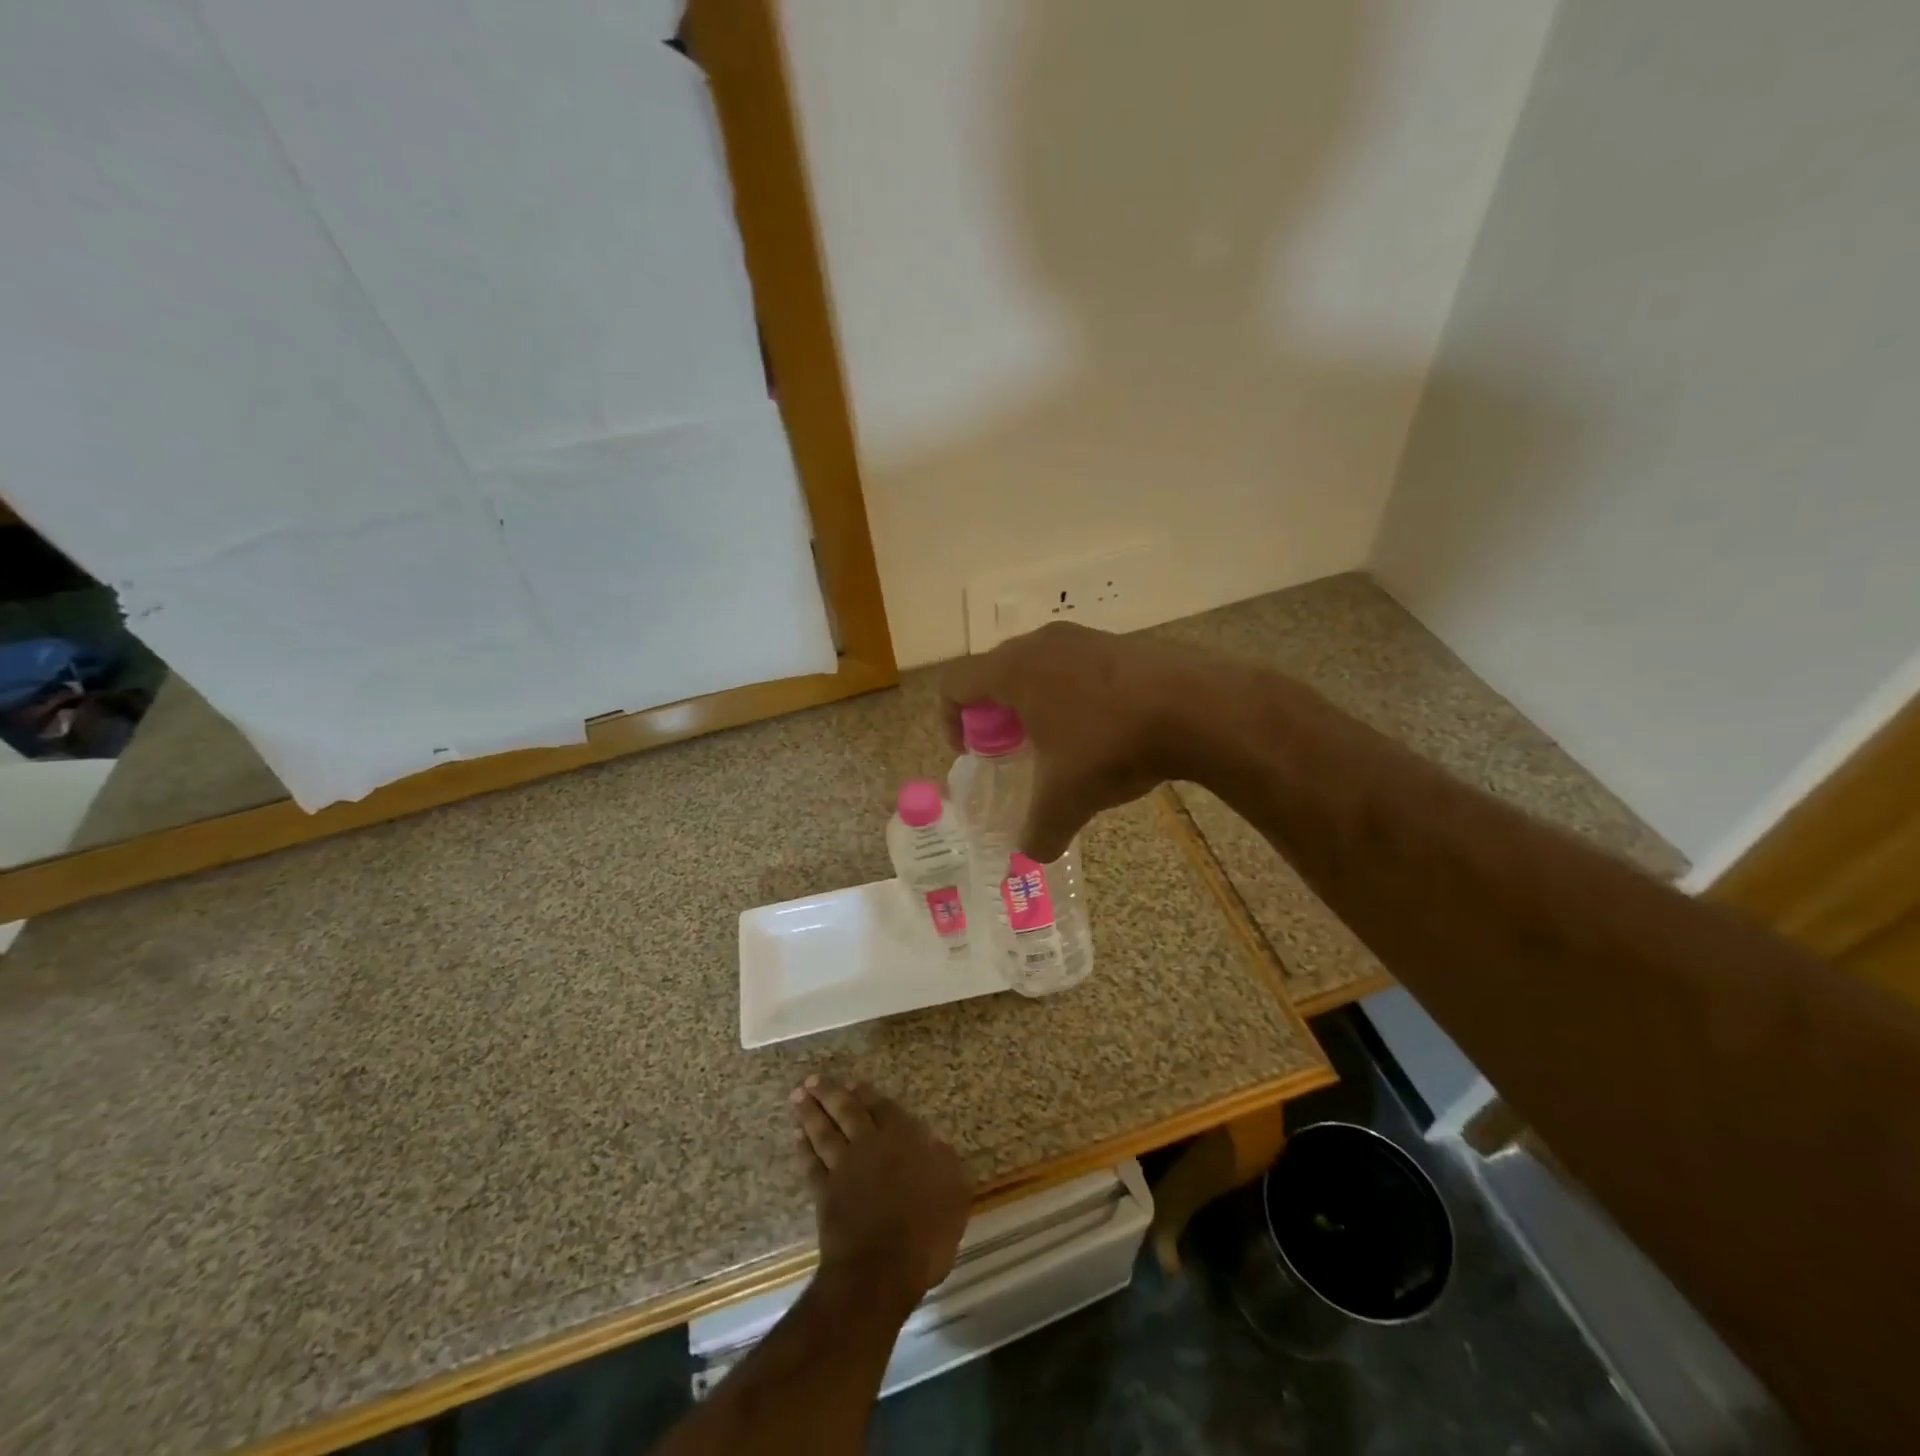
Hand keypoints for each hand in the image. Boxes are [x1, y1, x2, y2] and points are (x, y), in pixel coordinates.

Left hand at [791, 1076, 970, 1314]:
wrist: (880, 1270)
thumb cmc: (925, 1231)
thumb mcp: (954, 1193)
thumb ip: (945, 1162)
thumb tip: (935, 1140)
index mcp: (902, 1140)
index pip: (882, 1108)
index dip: (867, 1094)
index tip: (853, 1082)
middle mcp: (869, 1145)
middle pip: (846, 1112)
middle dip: (829, 1094)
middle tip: (812, 1080)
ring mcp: (843, 1169)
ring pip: (824, 1132)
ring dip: (810, 1113)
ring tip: (799, 1096)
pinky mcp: (825, 1194)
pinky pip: (811, 1164)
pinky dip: (804, 1149)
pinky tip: (798, 1138)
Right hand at [939, 621, 1202, 860]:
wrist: (1198, 707)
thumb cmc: (1111, 744)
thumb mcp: (1067, 798)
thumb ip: (1039, 830)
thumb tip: (1032, 853)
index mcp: (1013, 670)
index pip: (955, 684)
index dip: (952, 721)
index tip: (973, 753)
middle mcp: (1042, 643)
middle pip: (995, 673)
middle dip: (995, 715)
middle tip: (1013, 752)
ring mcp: (1085, 637)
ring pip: (1039, 667)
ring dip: (1036, 703)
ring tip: (1059, 743)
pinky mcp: (1121, 642)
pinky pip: (1077, 666)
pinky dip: (1073, 694)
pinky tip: (1102, 729)